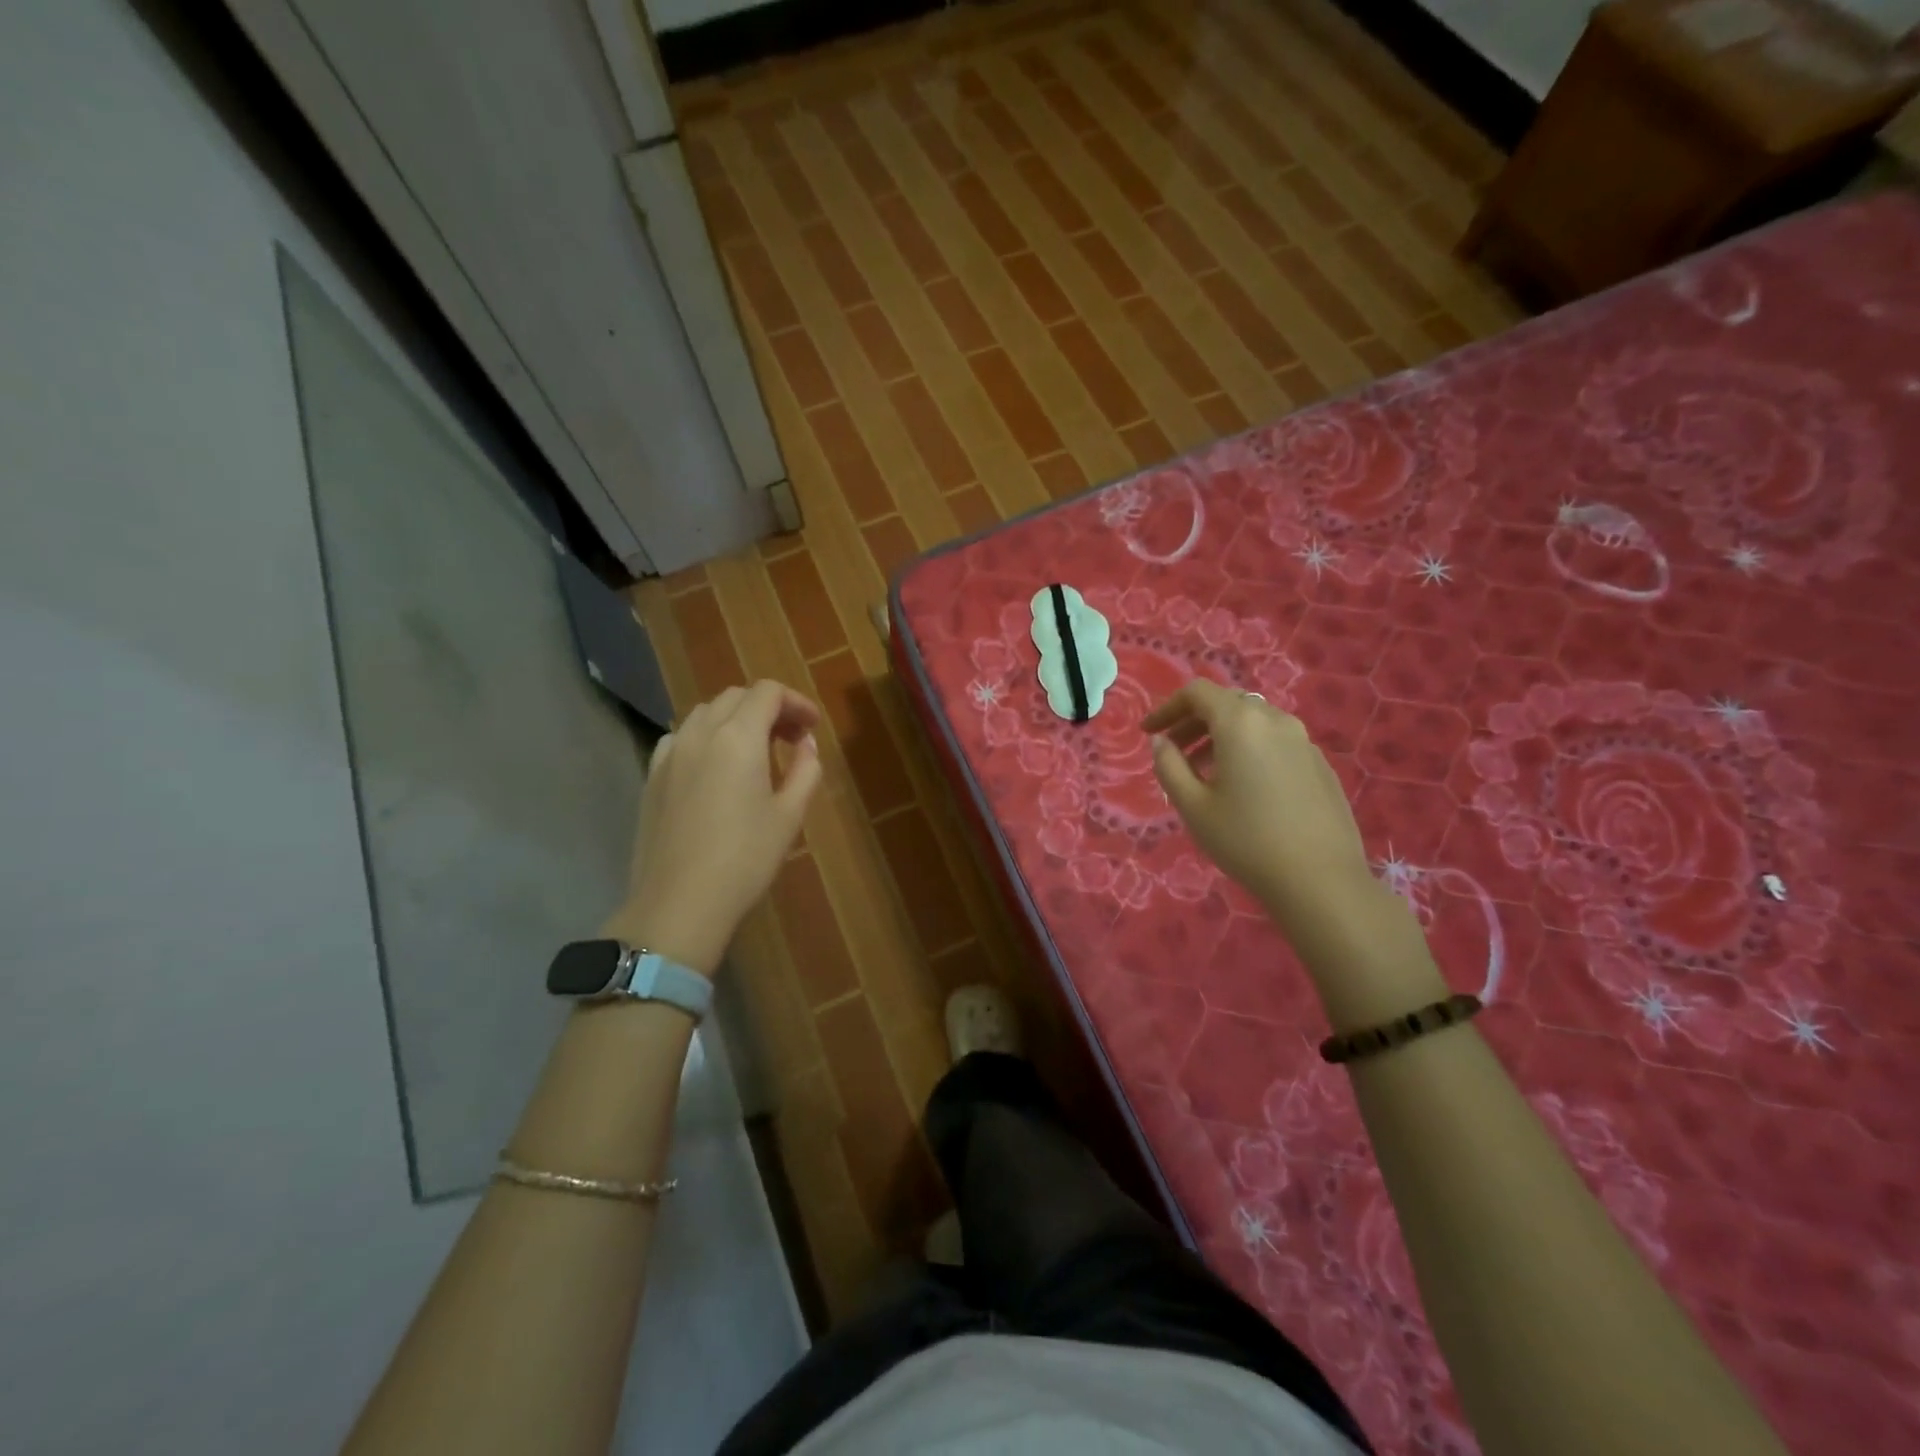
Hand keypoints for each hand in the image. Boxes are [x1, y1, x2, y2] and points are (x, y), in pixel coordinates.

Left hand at [603, 680, 822, 976]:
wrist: (679, 903)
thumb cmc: (745, 859)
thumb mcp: (789, 816)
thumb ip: (805, 770)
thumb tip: (805, 745)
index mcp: (738, 737)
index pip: (768, 693)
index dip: (796, 702)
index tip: (813, 728)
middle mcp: (700, 733)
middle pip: (736, 696)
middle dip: (769, 708)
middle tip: (792, 738)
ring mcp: (669, 753)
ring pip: (706, 713)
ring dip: (736, 719)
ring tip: (757, 751)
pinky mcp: (651, 776)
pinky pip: (681, 737)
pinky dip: (706, 737)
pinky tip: (715, 767)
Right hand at [1144, 680, 1372, 914]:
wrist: (1321, 881)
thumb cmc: (1245, 840)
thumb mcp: (1192, 806)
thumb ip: (1169, 766)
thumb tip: (1161, 742)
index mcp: (1240, 723)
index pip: (1197, 692)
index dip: (1167, 707)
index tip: (1149, 733)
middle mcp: (1275, 720)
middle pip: (1227, 703)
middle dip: (1194, 721)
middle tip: (1173, 751)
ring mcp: (1303, 741)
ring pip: (1254, 722)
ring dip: (1222, 736)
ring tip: (1204, 773)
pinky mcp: (1320, 764)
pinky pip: (1276, 742)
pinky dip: (1250, 750)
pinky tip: (1244, 788)